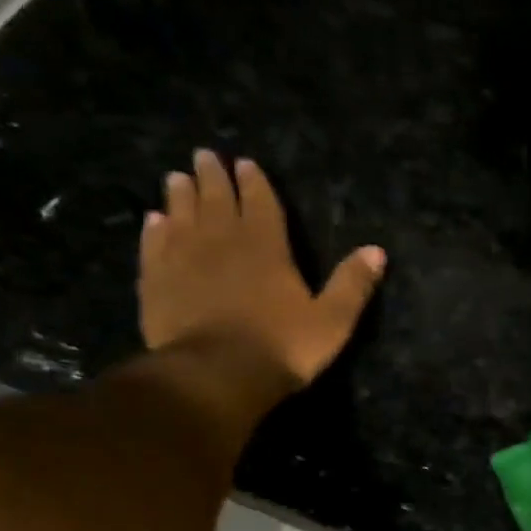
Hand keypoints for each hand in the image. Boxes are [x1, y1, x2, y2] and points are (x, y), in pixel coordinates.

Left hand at [140, 149, 384, 390]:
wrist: (218, 373)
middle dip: (213, 176)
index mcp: (266, 246)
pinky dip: (155, 229)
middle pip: (216, 199)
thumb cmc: (282, 348)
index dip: (254, 183)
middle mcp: (222, 240)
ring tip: (177, 178)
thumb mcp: (332, 321)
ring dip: (180, 194)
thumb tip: (377, 251)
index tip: (245, 164)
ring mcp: (183, 257)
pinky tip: (154, 220)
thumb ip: (352, 285)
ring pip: (180, 214)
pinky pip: (154, 244)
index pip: (260, 202)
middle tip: (204, 156)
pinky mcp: (156, 279)